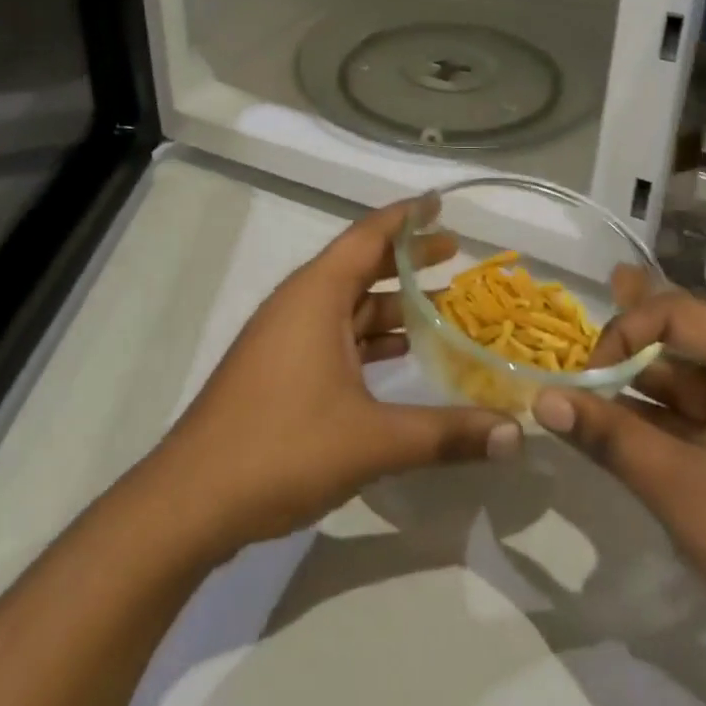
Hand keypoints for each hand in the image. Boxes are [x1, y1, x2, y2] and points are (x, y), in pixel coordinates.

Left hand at [148, 198, 521, 557]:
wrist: (189, 503)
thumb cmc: (281, 448)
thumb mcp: (371, 440)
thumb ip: (445, 434)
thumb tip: (516, 433)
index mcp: (317, 294)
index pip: (369, 235)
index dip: (407, 216)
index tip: (441, 202)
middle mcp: (300, 303)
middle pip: (362, 265)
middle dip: (408, 258)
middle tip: (456, 251)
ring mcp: (286, 337)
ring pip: (349, 304)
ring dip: (393, 304)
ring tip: (442, 307)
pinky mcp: (279, 369)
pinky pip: (335, 334)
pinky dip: (370, 337)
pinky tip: (400, 356)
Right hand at [531, 273, 705, 705]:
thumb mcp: (681, 491)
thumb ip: (609, 436)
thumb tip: (542, 398)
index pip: (677, 313)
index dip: (624, 332)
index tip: (586, 377)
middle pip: (684, 341)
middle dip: (627, 352)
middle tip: (572, 356)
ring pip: (690, 382)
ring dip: (640, 390)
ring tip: (584, 393)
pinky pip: (704, 416)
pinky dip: (664, 421)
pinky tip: (621, 428)